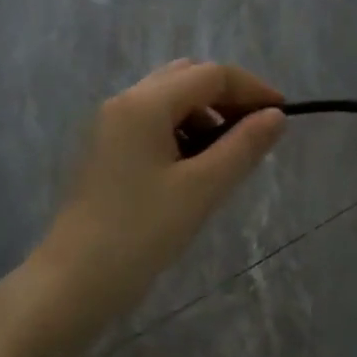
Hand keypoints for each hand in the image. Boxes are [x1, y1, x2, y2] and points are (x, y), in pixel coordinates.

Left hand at [38, 60, 285, 335]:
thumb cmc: (141, 233)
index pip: (210, 75)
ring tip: (226, 155)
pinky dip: (180, 131)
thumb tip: (276, 116)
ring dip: (203, 114)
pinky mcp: (105, 150)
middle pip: (186, 78)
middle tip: (255, 132)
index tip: (282, 115)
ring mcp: (109, 125)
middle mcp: (123, 102)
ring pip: (167, 100)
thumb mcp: (202, 189)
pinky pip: (151, 123)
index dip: (251, 89)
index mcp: (144, 104)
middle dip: (226, 97)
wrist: (73, 281)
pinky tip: (193, 167)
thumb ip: (243, 146)